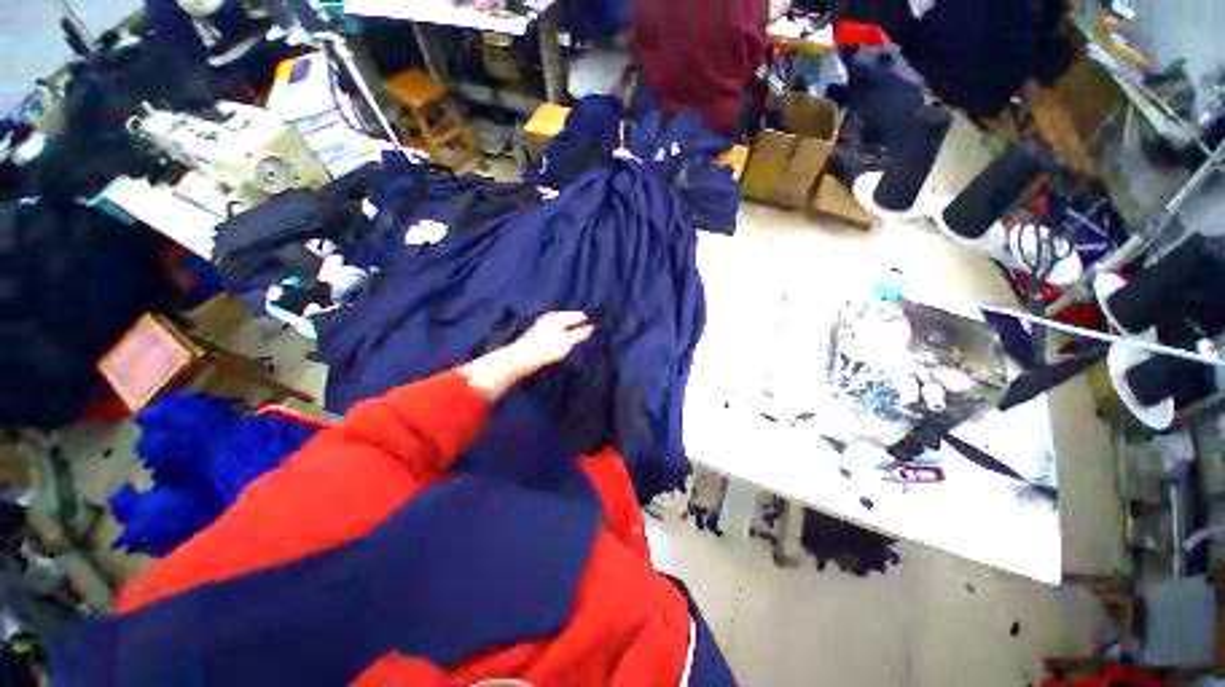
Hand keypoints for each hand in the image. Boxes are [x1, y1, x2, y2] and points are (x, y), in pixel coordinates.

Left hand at [460, 311, 594, 401]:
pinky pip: (559, 332)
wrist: (518, 360)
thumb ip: (579, 334)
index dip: (589, 322)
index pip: (579, 315)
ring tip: (582, 342)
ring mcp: (544, 326)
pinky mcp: (540, 335)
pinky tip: (567, 346)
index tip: (599, 330)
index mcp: (557, 317)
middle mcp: (551, 318)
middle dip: (581, 327)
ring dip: (573, 333)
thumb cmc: (543, 350)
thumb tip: (592, 327)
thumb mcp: (565, 343)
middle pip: (571, 319)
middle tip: (592, 337)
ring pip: (565, 326)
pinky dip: (565, 336)